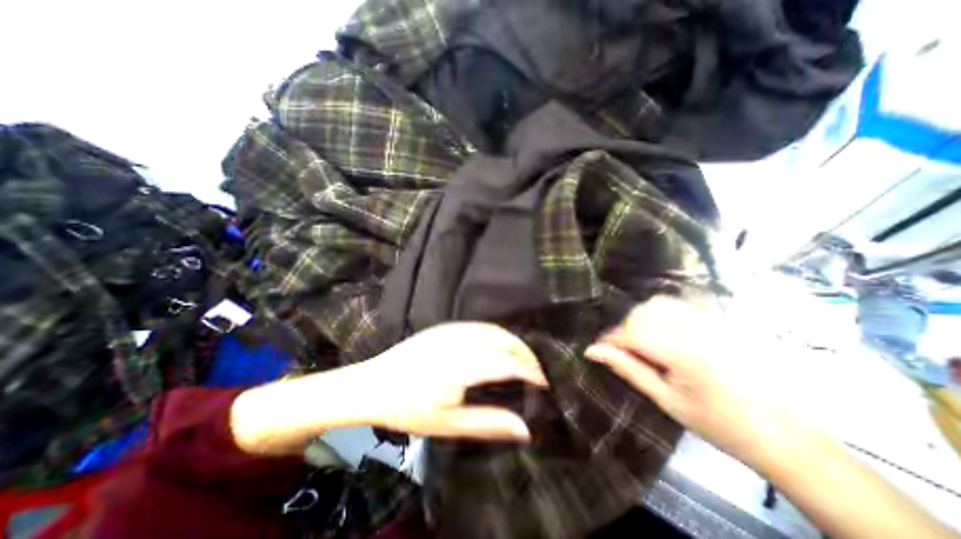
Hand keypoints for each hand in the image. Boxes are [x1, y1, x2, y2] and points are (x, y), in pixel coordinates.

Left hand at [353, 322, 551, 440]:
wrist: (372, 384)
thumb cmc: (409, 409)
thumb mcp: (448, 425)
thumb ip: (488, 424)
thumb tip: (524, 428)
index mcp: (462, 368)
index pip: (508, 363)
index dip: (531, 371)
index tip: (543, 383)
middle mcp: (460, 342)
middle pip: (505, 341)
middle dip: (526, 354)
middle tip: (536, 372)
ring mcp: (452, 331)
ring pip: (494, 330)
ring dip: (514, 342)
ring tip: (522, 360)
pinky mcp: (445, 327)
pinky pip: (480, 326)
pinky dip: (497, 334)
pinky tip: (499, 347)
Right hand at [587, 297, 805, 463]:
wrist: (783, 434)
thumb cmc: (717, 423)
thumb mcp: (665, 399)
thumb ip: (627, 369)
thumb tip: (593, 351)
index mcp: (684, 354)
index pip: (632, 332)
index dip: (610, 339)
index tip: (599, 349)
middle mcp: (698, 330)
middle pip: (643, 312)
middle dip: (626, 328)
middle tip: (625, 349)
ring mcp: (714, 321)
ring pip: (660, 303)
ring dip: (643, 318)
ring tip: (645, 340)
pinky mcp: (723, 320)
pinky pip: (682, 303)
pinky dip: (664, 311)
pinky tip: (667, 331)